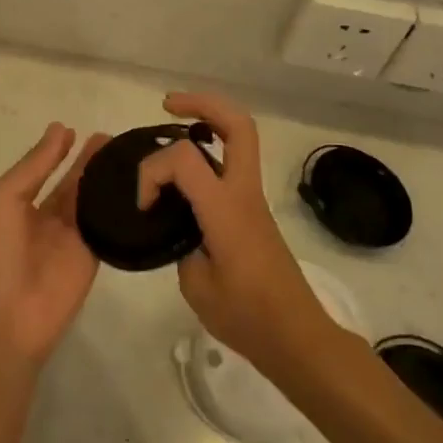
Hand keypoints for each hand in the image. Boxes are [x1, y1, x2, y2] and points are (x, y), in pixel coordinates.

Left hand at [0, 123, 109, 370]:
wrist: (5, 318)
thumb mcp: (3, 198)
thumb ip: (34, 166)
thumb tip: (60, 129)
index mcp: (18, 204)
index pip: (43, 170)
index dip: (59, 151)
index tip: (78, 129)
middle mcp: (45, 219)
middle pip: (73, 183)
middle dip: (89, 161)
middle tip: (114, 138)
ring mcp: (70, 239)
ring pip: (92, 201)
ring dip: (106, 180)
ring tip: (129, 155)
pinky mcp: (92, 257)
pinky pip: (107, 226)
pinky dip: (119, 208)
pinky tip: (137, 186)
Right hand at [137, 92, 330, 373]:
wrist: (297, 339)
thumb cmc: (247, 317)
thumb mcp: (196, 285)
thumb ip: (181, 244)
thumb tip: (181, 230)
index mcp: (226, 208)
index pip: (184, 159)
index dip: (152, 172)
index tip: (144, 205)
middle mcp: (244, 192)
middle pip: (237, 123)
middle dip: (201, 103)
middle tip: (168, 105)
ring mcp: (253, 198)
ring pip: (240, 138)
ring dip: (208, 121)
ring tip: (173, 125)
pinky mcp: (254, 211)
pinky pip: (233, 163)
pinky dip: (209, 151)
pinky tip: (185, 172)